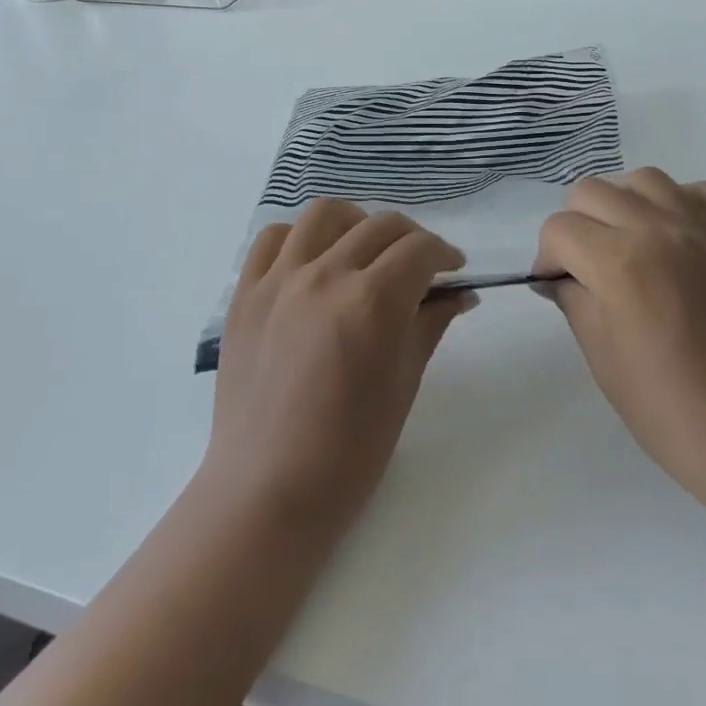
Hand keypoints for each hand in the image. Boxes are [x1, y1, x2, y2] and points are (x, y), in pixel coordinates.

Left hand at [202, 200, 475, 539]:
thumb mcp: (404, 384)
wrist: (268, 490)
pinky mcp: (245, 294)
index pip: (420, 249)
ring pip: (325, 215)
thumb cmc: (350, 451)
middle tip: (420, 268)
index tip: (454, 271)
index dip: (445, 255)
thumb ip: (431, 324)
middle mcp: (324, 275)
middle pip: (380, 226)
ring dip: (357, 224)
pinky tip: (314, 262)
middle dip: (412, 240)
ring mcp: (278, 280)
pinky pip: (273, 239)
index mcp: (371, 301)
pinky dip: (300, 238)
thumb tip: (460, 294)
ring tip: (366, 252)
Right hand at [533, 169, 705, 505]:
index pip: (559, 229)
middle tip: (589, 267)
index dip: (548, 258)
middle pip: (592, 191)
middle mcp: (661, 230)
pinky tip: (681, 237)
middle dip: (577, 226)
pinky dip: (684, 203)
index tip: (557, 285)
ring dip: (625, 205)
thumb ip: (574, 300)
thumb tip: (559, 276)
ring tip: (633, 245)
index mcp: (619, 263)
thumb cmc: (669, 410)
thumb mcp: (601, 357)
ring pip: (646, 179)